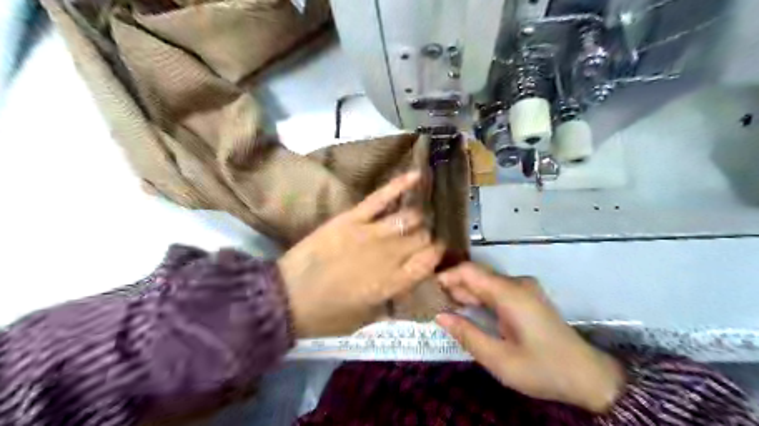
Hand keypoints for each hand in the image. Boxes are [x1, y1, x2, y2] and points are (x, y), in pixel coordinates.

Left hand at [278, 171, 445, 337]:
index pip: (430, 260)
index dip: (436, 256)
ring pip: (410, 217)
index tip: (435, 255)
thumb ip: (393, 301)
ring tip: (415, 219)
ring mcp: (371, 233)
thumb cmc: (328, 315)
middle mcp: (389, 255)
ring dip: (417, 219)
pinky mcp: (353, 218)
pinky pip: (381, 198)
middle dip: (426, 239)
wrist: (287, 297)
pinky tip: (417, 175)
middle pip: (422, 237)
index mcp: (393, 282)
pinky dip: (400, 185)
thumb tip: (412, 285)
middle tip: (420, 241)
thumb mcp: (366, 319)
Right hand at [436, 263, 624, 412]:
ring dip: (464, 292)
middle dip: (452, 286)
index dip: (446, 276)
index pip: (470, 271)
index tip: (427, 289)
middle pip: (476, 275)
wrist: (587, 376)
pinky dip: (478, 297)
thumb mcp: (499, 360)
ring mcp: (523, 289)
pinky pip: (495, 290)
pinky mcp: (526, 297)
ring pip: (485, 282)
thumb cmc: (542, 369)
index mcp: (510, 293)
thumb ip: (467, 334)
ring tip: (443, 306)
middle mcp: (516, 284)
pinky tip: (466, 310)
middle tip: (431, 302)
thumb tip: (440, 315)